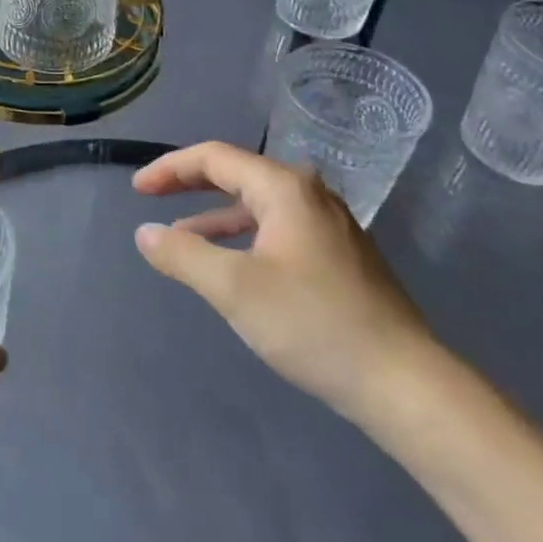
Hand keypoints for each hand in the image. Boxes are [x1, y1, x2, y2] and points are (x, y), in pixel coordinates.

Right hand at [132, 142, 436, 423]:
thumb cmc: (313, 324)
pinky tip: (231, 265)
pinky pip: (276, 229)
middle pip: (237, 174)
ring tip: (182, 238)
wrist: (405, 384)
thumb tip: (145, 233)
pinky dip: (242, 236)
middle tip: (151, 197)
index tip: (138, 191)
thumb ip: (183, 255)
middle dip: (190, 184)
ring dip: (214, 215)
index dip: (170, 168)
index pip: (214, 158)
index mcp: (285, 188)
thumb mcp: (234, 288)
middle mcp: (309, 195)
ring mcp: (330, 226)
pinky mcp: (339, 257)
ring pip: (258, 205)